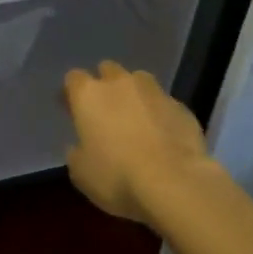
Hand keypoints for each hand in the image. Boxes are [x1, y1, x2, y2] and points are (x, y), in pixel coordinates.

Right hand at [63, 60, 212, 223]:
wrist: (175, 183)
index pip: (73, 78)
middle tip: (105, 112)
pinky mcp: (181, 107)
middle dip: (105, 85)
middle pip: (107, 70)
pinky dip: (160, 114)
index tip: (71, 110)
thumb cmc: (117, 177)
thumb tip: (80, 147)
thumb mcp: (82, 173)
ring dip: (134, 94)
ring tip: (136, 120)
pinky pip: (164, 104)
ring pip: (139, 81)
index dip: (71, 93)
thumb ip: (77, 153)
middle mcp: (120, 83)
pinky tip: (163, 137)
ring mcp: (154, 91)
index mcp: (88, 94)